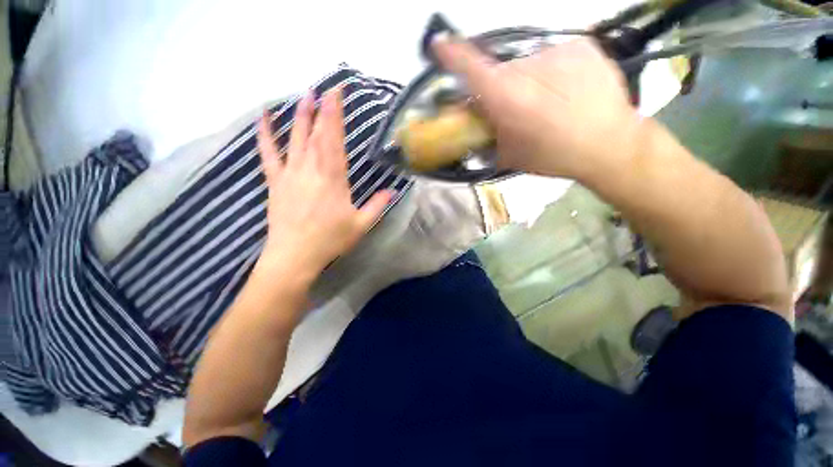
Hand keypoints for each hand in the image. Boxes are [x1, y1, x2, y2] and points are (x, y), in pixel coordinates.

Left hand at [254, 89, 392, 283]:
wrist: (295, 255)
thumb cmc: (330, 240)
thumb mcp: (361, 224)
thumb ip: (377, 205)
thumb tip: (393, 191)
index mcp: (333, 178)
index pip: (335, 139)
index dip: (336, 115)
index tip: (337, 94)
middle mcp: (311, 169)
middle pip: (316, 133)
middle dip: (321, 109)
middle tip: (324, 88)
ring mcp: (290, 173)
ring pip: (296, 138)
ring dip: (300, 115)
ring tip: (304, 95)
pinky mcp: (275, 181)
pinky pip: (269, 153)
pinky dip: (265, 134)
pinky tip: (264, 118)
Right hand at [433, 37, 642, 179]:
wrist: (609, 144)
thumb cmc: (553, 157)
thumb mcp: (509, 156)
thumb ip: (486, 136)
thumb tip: (475, 123)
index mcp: (508, 99)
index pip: (472, 67)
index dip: (453, 55)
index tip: (439, 45)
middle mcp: (529, 68)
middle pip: (501, 72)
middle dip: (500, 90)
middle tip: (514, 110)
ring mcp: (557, 51)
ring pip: (527, 65)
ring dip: (527, 82)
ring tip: (546, 104)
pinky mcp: (582, 45)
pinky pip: (552, 58)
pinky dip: (551, 72)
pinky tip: (565, 91)